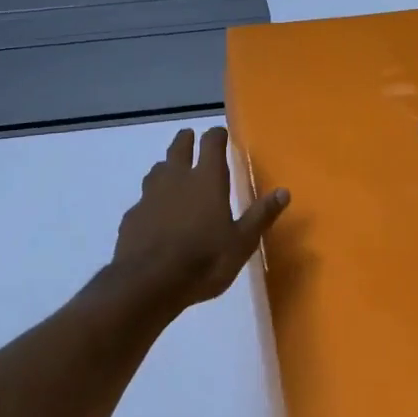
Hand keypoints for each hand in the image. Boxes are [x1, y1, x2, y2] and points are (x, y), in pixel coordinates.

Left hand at [106, 126, 289, 312]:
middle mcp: (177, 179)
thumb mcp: (241, 243)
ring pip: (157, 170)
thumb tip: (284, 191)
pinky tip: (153, 212)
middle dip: (186, 140)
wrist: (148, 283)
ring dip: (166, 167)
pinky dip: (151, 200)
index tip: (220, 133)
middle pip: (179, 148)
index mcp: (206, 180)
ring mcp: (150, 196)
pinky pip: (143, 199)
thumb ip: (260, 215)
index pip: (212, 144)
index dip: (216, 135)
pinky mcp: (132, 216)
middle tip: (189, 136)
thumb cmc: (204, 261)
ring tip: (170, 170)